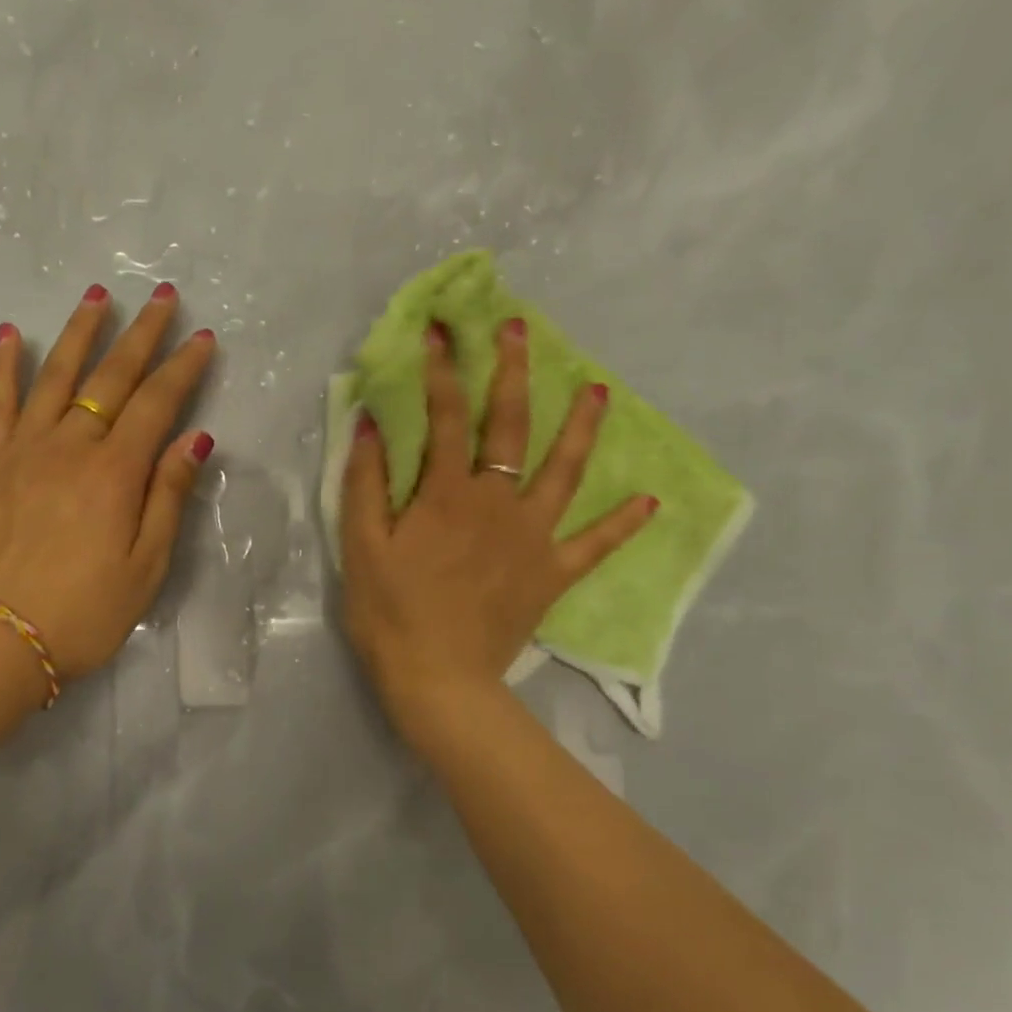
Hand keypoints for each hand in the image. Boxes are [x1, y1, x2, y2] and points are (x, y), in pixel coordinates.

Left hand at [0, 282, 216, 689]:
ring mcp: (23, 450)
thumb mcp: (146, 566)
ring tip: (98, 295)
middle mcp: (70, 447)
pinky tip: (13, 334)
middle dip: (141, 334)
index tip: (203, 337)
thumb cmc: (84, 612)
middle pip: (111, 378)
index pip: (157, 404)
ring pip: (55, 376)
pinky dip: (5, 365)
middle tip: (163, 297)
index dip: (183, 368)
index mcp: (115, 473)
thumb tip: (196, 439)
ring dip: (80, 332)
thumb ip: (169, 497)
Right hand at [341, 317, 655, 736]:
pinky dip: (622, 524)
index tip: (440, 330)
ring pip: (564, 471)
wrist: (438, 680)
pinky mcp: (552, 573)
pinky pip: (595, 545)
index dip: (442, 370)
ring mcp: (533, 537)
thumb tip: (369, 422)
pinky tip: (650, 502)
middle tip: (519, 330)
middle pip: (510, 427)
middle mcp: (497, 503)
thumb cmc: (390, 613)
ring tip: (600, 391)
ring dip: (581, 428)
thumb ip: (365, 482)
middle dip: (513, 373)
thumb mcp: (361, 546)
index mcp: (447, 494)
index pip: (446, 416)